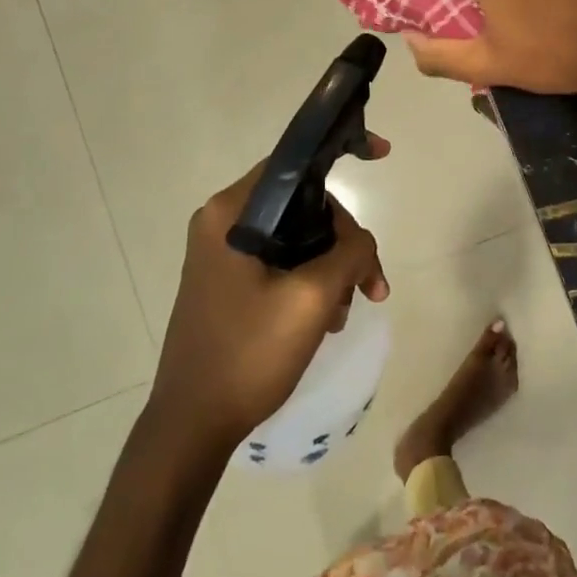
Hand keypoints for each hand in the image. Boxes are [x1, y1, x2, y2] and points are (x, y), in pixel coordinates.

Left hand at [153, 140, 390, 451]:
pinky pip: (283, 262)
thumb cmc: (249, 354)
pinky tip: (328, 320)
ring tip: (348, 312)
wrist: (192, 425)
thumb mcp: (312, 298)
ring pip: (299, 237)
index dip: (342, 151)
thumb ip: (350, 251)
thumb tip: (360, 242)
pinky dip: (312, 282)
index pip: (294, 160)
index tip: (384, 155)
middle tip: (372, 286)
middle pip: (304, 205)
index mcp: (232, 212)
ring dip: (333, 267)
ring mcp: (224, 253)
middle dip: (345, 241)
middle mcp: (223, 222)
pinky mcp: (229, 280)